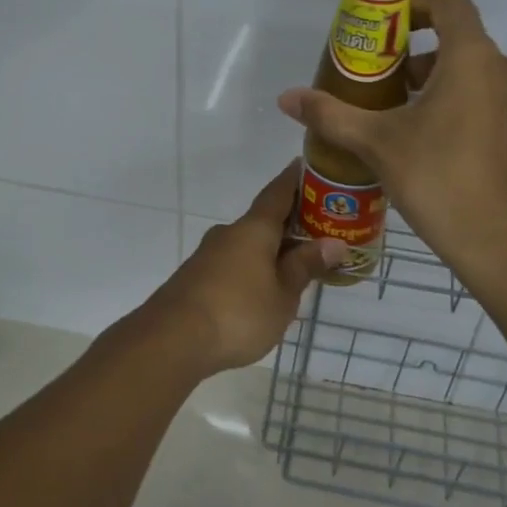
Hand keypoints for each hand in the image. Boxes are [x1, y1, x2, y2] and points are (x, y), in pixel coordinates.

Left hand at [139, 162, 347, 375]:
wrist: (172, 340)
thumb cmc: (238, 313)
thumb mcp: (282, 295)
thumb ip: (305, 267)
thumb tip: (334, 243)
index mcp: (253, 229)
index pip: (277, 193)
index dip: (294, 180)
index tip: (305, 165)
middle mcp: (228, 234)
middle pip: (263, 220)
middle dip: (289, 223)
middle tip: (318, 229)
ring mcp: (207, 256)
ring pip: (246, 244)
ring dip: (269, 249)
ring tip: (295, 264)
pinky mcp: (195, 279)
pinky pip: (232, 264)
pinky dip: (252, 268)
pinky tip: (262, 289)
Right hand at [277, 0, 506, 271]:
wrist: (502, 242)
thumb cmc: (438, 178)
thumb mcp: (377, 144)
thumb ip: (332, 115)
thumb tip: (286, 98)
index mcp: (473, 58)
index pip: (451, 3)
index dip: (418, 8)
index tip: (388, 34)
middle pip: (462, 45)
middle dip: (422, 61)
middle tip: (387, 91)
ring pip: (482, 79)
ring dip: (446, 88)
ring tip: (409, 123)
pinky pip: (497, 108)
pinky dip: (469, 112)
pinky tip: (441, 151)